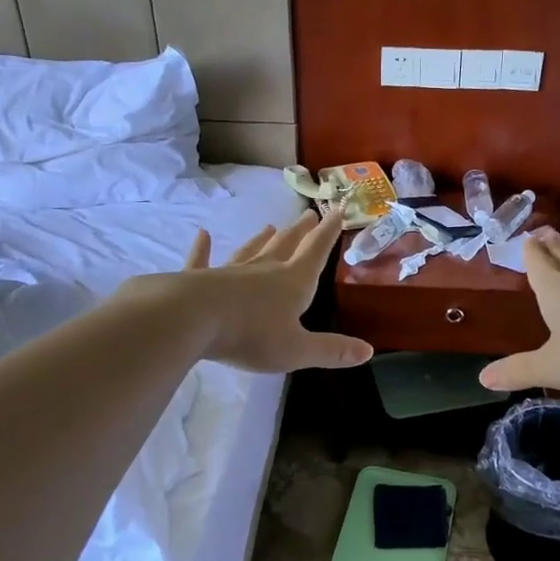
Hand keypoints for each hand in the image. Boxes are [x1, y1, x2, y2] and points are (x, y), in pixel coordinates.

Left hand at [144, 207, 372, 372]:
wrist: (192, 319)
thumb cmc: (251, 335)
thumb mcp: (297, 349)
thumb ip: (331, 350)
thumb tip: (368, 350)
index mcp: (292, 283)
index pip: (316, 252)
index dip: (329, 233)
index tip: (337, 210)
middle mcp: (263, 270)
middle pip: (285, 246)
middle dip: (300, 232)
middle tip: (309, 214)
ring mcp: (230, 272)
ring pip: (250, 251)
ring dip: (261, 239)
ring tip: (270, 226)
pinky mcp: (199, 280)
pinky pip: (202, 261)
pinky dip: (203, 249)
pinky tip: (202, 235)